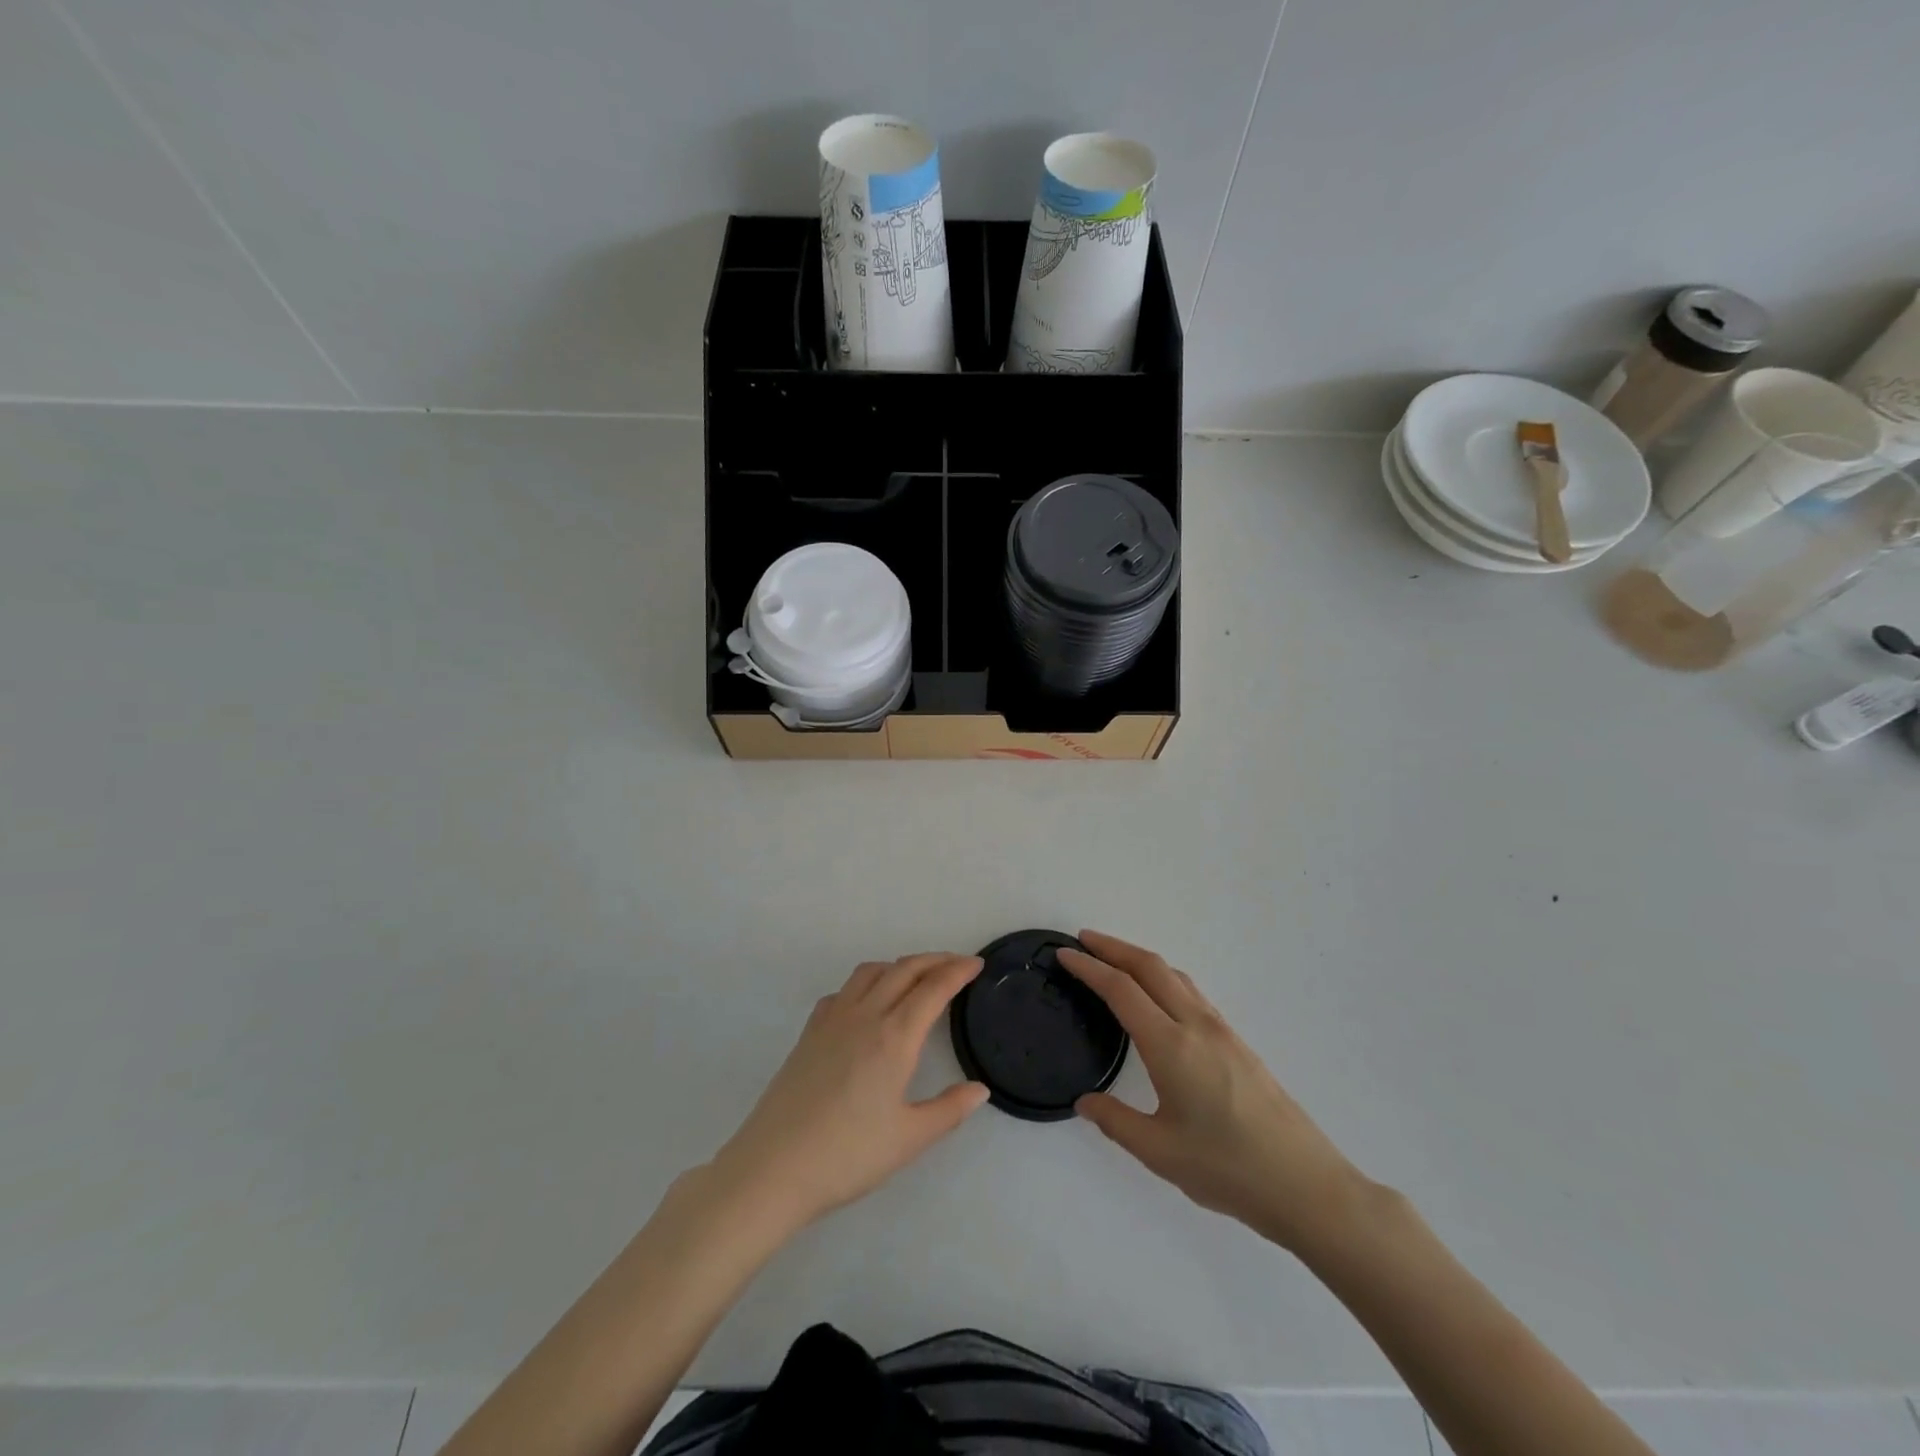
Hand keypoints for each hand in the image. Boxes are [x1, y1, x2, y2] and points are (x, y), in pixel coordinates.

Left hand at [710, 953, 988, 1235]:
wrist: (773, 1167)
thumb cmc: (848, 1155)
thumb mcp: (909, 1139)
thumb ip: (949, 1110)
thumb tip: (979, 1090)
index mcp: (894, 1037)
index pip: (933, 988)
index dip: (957, 971)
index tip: (976, 964)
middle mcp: (865, 1015)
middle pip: (904, 969)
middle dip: (934, 960)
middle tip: (957, 964)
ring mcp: (832, 1019)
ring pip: (871, 972)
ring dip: (899, 965)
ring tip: (916, 977)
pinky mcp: (809, 1031)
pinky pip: (843, 990)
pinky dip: (866, 983)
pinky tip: (868, 1004)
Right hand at [1059, 931, 1366, 1253]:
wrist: (1306, 1185)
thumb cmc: (1228, 1169)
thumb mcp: (1159, 1152)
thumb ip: (1115, 1121)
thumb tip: (1085, 1102)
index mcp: (1171, 1045)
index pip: (1121, 990)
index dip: (1089, 967)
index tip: (1065, 954)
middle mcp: (1196, 1025)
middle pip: (1150, 967)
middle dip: (1113, 947)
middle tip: (1083, 941)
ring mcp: (1222, 1031)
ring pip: (1175, 976)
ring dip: (1140, 960)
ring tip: (1115, 961)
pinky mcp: (1238, 1043)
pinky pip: (1192, 993)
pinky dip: (1164, 978)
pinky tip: (1159, 998)